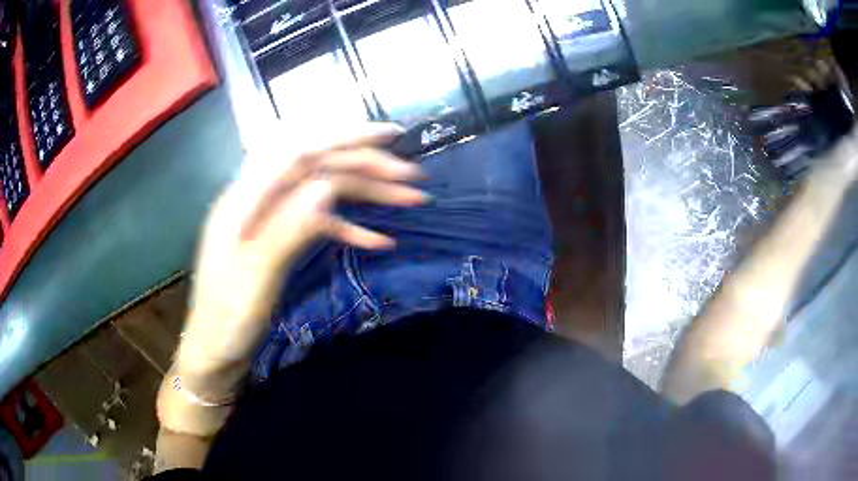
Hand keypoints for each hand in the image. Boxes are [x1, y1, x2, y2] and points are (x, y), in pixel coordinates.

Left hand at [177, 123, 426, 373]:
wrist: (215, 350)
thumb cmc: (227, 319)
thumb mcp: (255, 277)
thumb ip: (288, 228)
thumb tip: (328, 185)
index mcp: (244, 200)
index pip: (298, 151)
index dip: (344, 137)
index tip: (390, 136)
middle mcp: (259, 199)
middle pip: (317, 168)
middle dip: (366, 166)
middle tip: (412, 176)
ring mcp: (272, 218)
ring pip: (324, 192)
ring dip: (367, 193)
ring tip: (409, 198)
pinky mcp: (282, 238)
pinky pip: (320, 223)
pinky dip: (351, 227)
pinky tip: (380, 239)